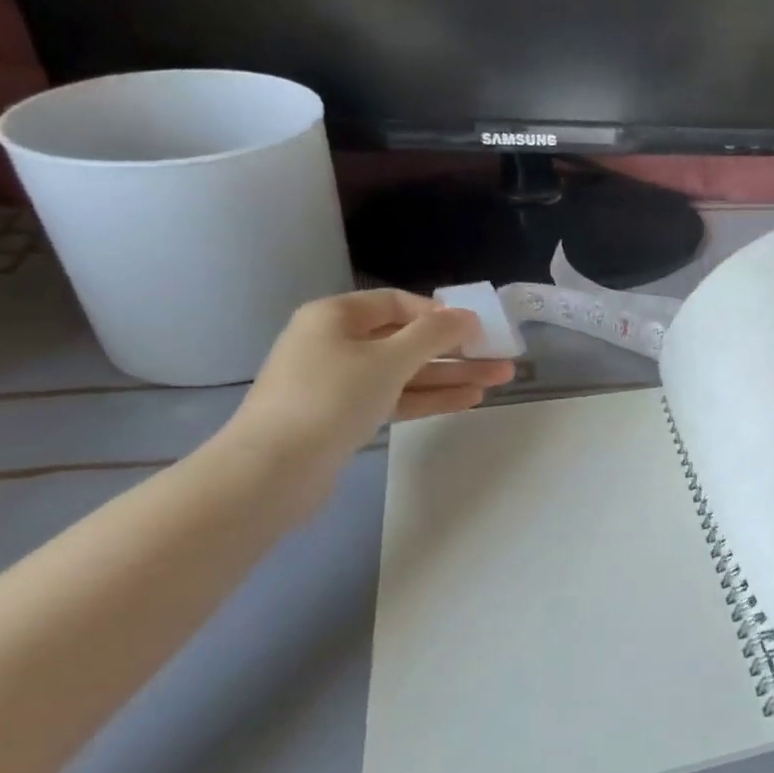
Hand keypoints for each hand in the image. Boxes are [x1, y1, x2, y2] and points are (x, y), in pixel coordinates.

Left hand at [219, 289, 514, 479]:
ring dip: (451, 375)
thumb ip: (433, 334)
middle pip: (407, 339)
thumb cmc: (331, 397)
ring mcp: (340, 382)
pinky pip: (397, 398)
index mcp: (336, 316)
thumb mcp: (389, 359)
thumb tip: (466, 315)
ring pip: (406, 372)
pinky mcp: (346, 417)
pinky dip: (430, 397)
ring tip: (499, 380)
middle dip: (455, 349)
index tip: (476, 328)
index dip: (439, 313)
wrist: (273, 470)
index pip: (397, 302)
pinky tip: (469, 400)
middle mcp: (336, 343)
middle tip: (500, 356)